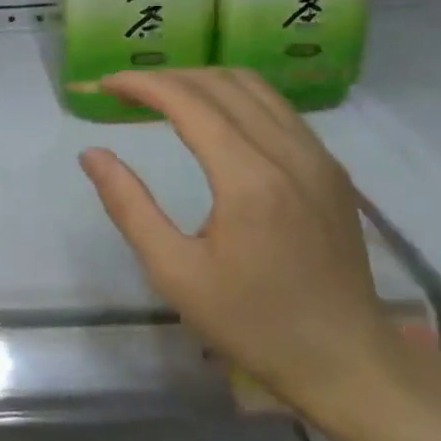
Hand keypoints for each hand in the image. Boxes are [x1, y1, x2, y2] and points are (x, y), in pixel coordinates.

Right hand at [78, 69, 400, 420]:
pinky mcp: (331, 169)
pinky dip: (234, 97)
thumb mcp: (175, 273)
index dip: (142, 84)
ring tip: (163, 97)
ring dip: (201, 82)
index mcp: (248, 179)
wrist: (348, 362)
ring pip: (253, 87)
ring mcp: (317, 158)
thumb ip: (129, 207)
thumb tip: (92, 154)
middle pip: (220, 83)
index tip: (105, 85)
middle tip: (126, 92)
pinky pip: (277, 108)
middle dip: (166, 78)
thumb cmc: (253, 323)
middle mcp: (289, 154)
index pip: (188, 102)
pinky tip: (212, 119)